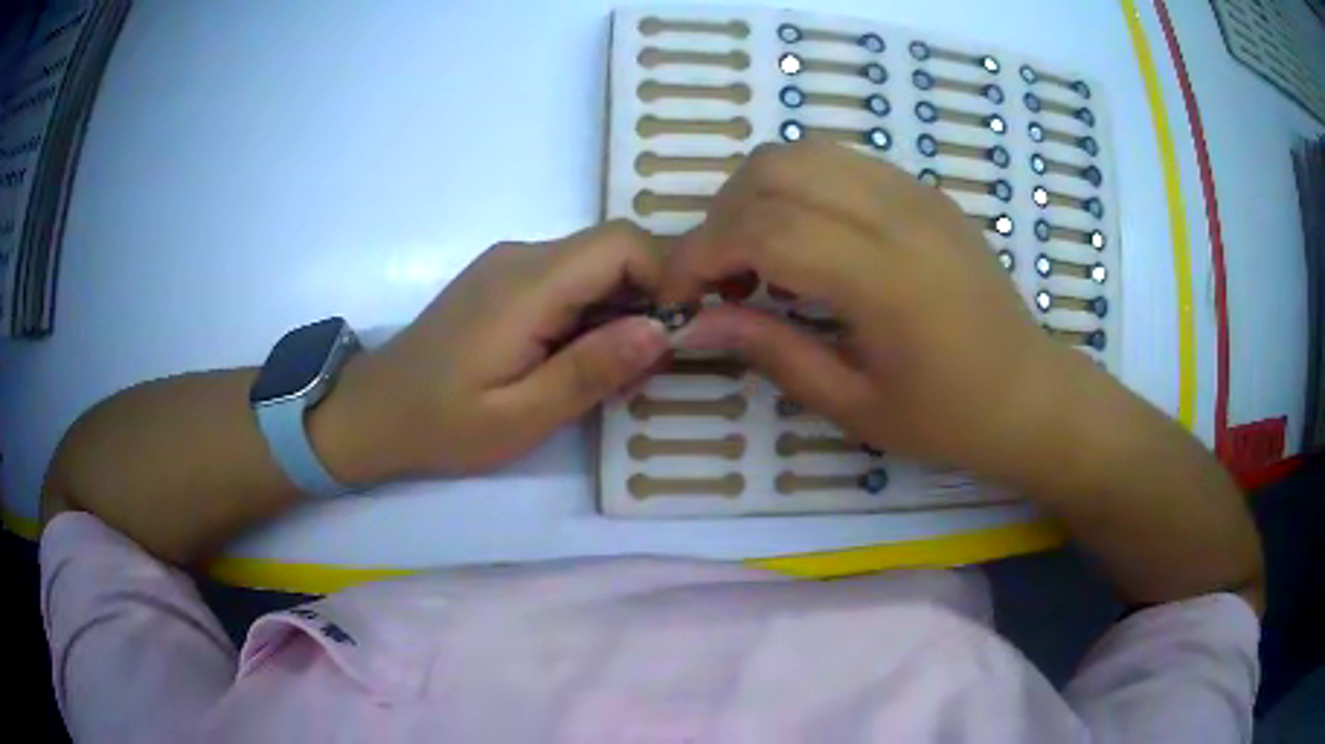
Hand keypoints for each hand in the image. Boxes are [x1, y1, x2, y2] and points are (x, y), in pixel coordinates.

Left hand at [339, 222, 672, 477]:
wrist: (374, 412)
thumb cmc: (443, 425)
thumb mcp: (521, 416)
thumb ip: (590, 370)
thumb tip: (661, 330)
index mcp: (528, 284)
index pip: (622, 242)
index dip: (666, 276)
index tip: (678, 334)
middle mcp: (522, 256)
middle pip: (612, 249)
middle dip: (648, 297)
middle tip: (649, 363)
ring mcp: (509, 264)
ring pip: (593, 264)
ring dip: (621, 307)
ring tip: (613, 369)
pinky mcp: (502, 279)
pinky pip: (567, 278)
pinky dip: (591, 310)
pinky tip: (577, 357)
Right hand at [663, 141, 1083, 480]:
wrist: (1028, 392)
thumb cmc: (947, 416)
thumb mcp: (853, 404)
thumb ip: (772, 352)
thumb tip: (698, 322)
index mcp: (884, 277)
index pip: (764, 229)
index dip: (701, 253)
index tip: (678, 294)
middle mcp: (896, 214)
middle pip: (774, 170)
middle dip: (721, 216)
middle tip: (718, 275)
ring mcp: (913, 192)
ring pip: (803, 152)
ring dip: (756, 192)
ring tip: (755, 251)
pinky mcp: (923, 189)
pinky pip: (840, 159)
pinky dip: (798, 184)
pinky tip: (805, 234)